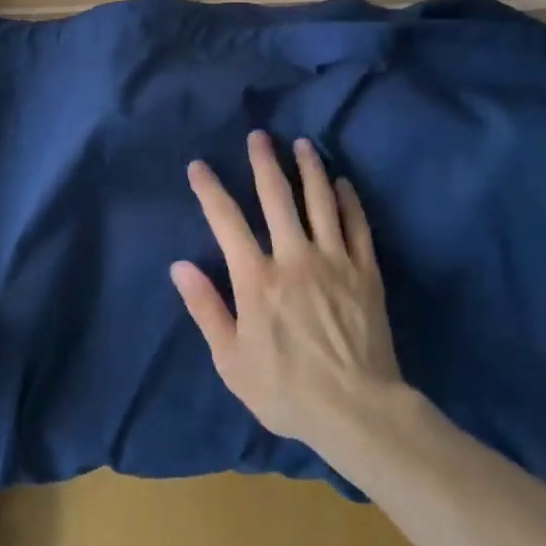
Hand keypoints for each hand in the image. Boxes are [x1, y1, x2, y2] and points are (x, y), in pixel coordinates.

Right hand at [171, 131, 403, 454]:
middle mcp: (294, 257)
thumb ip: (206, 308)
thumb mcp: (232, 360)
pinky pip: (357, 225)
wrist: (357, 410)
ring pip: (320, 201)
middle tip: (260, 135)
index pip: (227, 221)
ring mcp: (334, 260)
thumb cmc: (287, 390)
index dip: (210, 190)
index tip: (199, 166)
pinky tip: (343, 183)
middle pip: (276, 197)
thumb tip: (179, 266)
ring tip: (303, 144)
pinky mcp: (365, 271)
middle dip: (264, 162)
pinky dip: (349, 199)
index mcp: (257, 278)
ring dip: (310, 168)